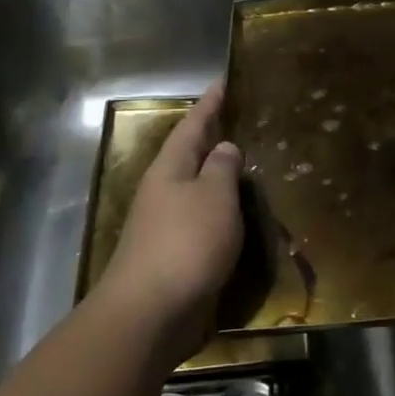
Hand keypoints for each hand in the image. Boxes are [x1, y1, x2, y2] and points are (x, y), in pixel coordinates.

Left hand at [96, 82, 243, 367]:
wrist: (150, 312)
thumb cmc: (186, 243)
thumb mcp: (214, 197)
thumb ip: (221, 168)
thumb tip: (223, 147)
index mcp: (170, 169)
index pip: (192, 126)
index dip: (208, 104)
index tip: (222, 83)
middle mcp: (163, 192)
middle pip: (188, 156)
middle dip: (209, 139)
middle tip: (236, 121)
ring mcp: (164, 225)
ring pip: (194, 189)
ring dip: (215, 177)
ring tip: (243, 166)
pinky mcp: (172, 256)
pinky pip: (201, 220)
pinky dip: (218, 211)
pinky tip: (235, 217)